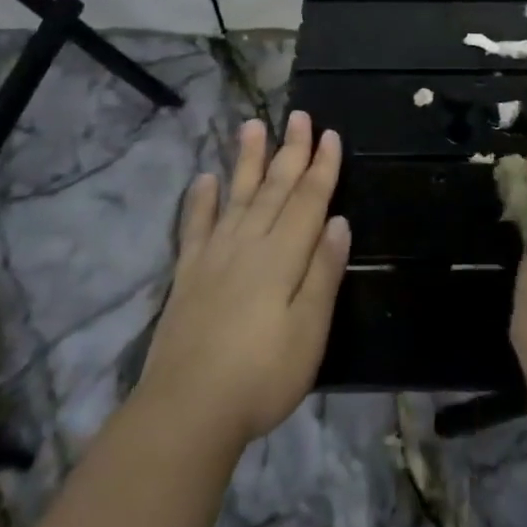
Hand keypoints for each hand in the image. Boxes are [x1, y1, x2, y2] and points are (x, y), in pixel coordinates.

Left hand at [135, 113, 349, 452]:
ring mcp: (214, 257)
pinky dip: (201, 201)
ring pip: (237, 196)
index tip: (330, 135)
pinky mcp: (188, 276)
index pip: (308, 200)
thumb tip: (339, 221)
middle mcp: (248, 244)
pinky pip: (196, 227)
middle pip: (275, 189)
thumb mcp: (310, 330)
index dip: (322, 167)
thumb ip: (323, 272)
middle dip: (290, 151)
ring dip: (247, 161)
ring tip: (253, 126)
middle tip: (298, 115)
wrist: (187, 411)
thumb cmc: (262, 375)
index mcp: (283, 257)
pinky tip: (204, 180)